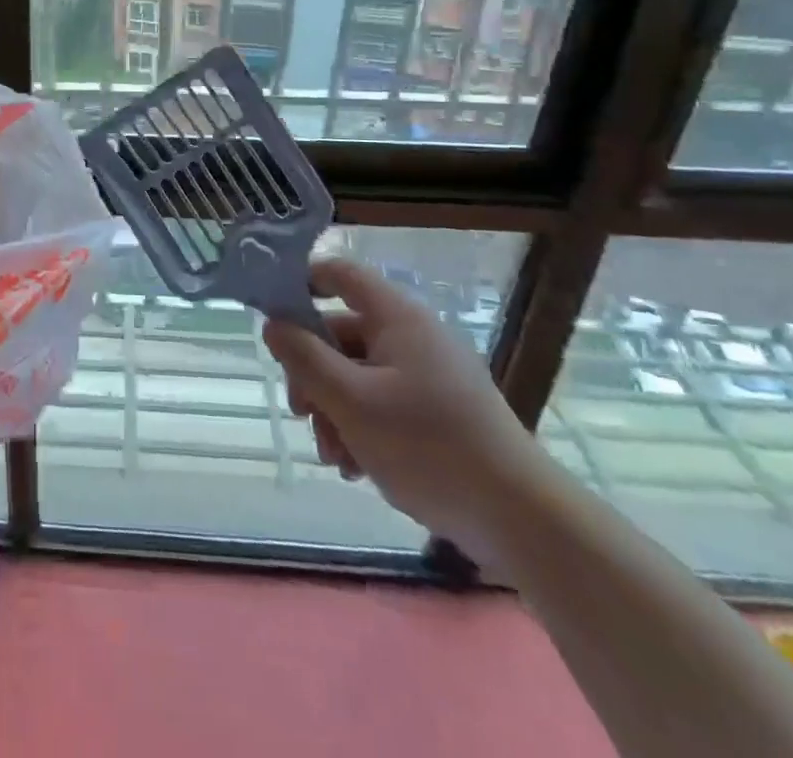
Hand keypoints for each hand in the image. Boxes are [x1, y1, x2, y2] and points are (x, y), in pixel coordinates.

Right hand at [262, 258, 560, 558]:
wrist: (521, 519)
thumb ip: (304, 358)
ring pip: (357, 376)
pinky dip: (362, 429)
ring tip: (335, 457)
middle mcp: (412, 336)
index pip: (339, 274)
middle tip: (301, 414)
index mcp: (396, 317)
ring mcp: (428, 376)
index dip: (301, 283)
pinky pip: (383, 404)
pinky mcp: (439, 413)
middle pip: (341, 334)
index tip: (271, 316)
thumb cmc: (427, 446)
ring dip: (334, 412)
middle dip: (313, 375)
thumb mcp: (350, 401)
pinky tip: (357, 467)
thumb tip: (273, 324)